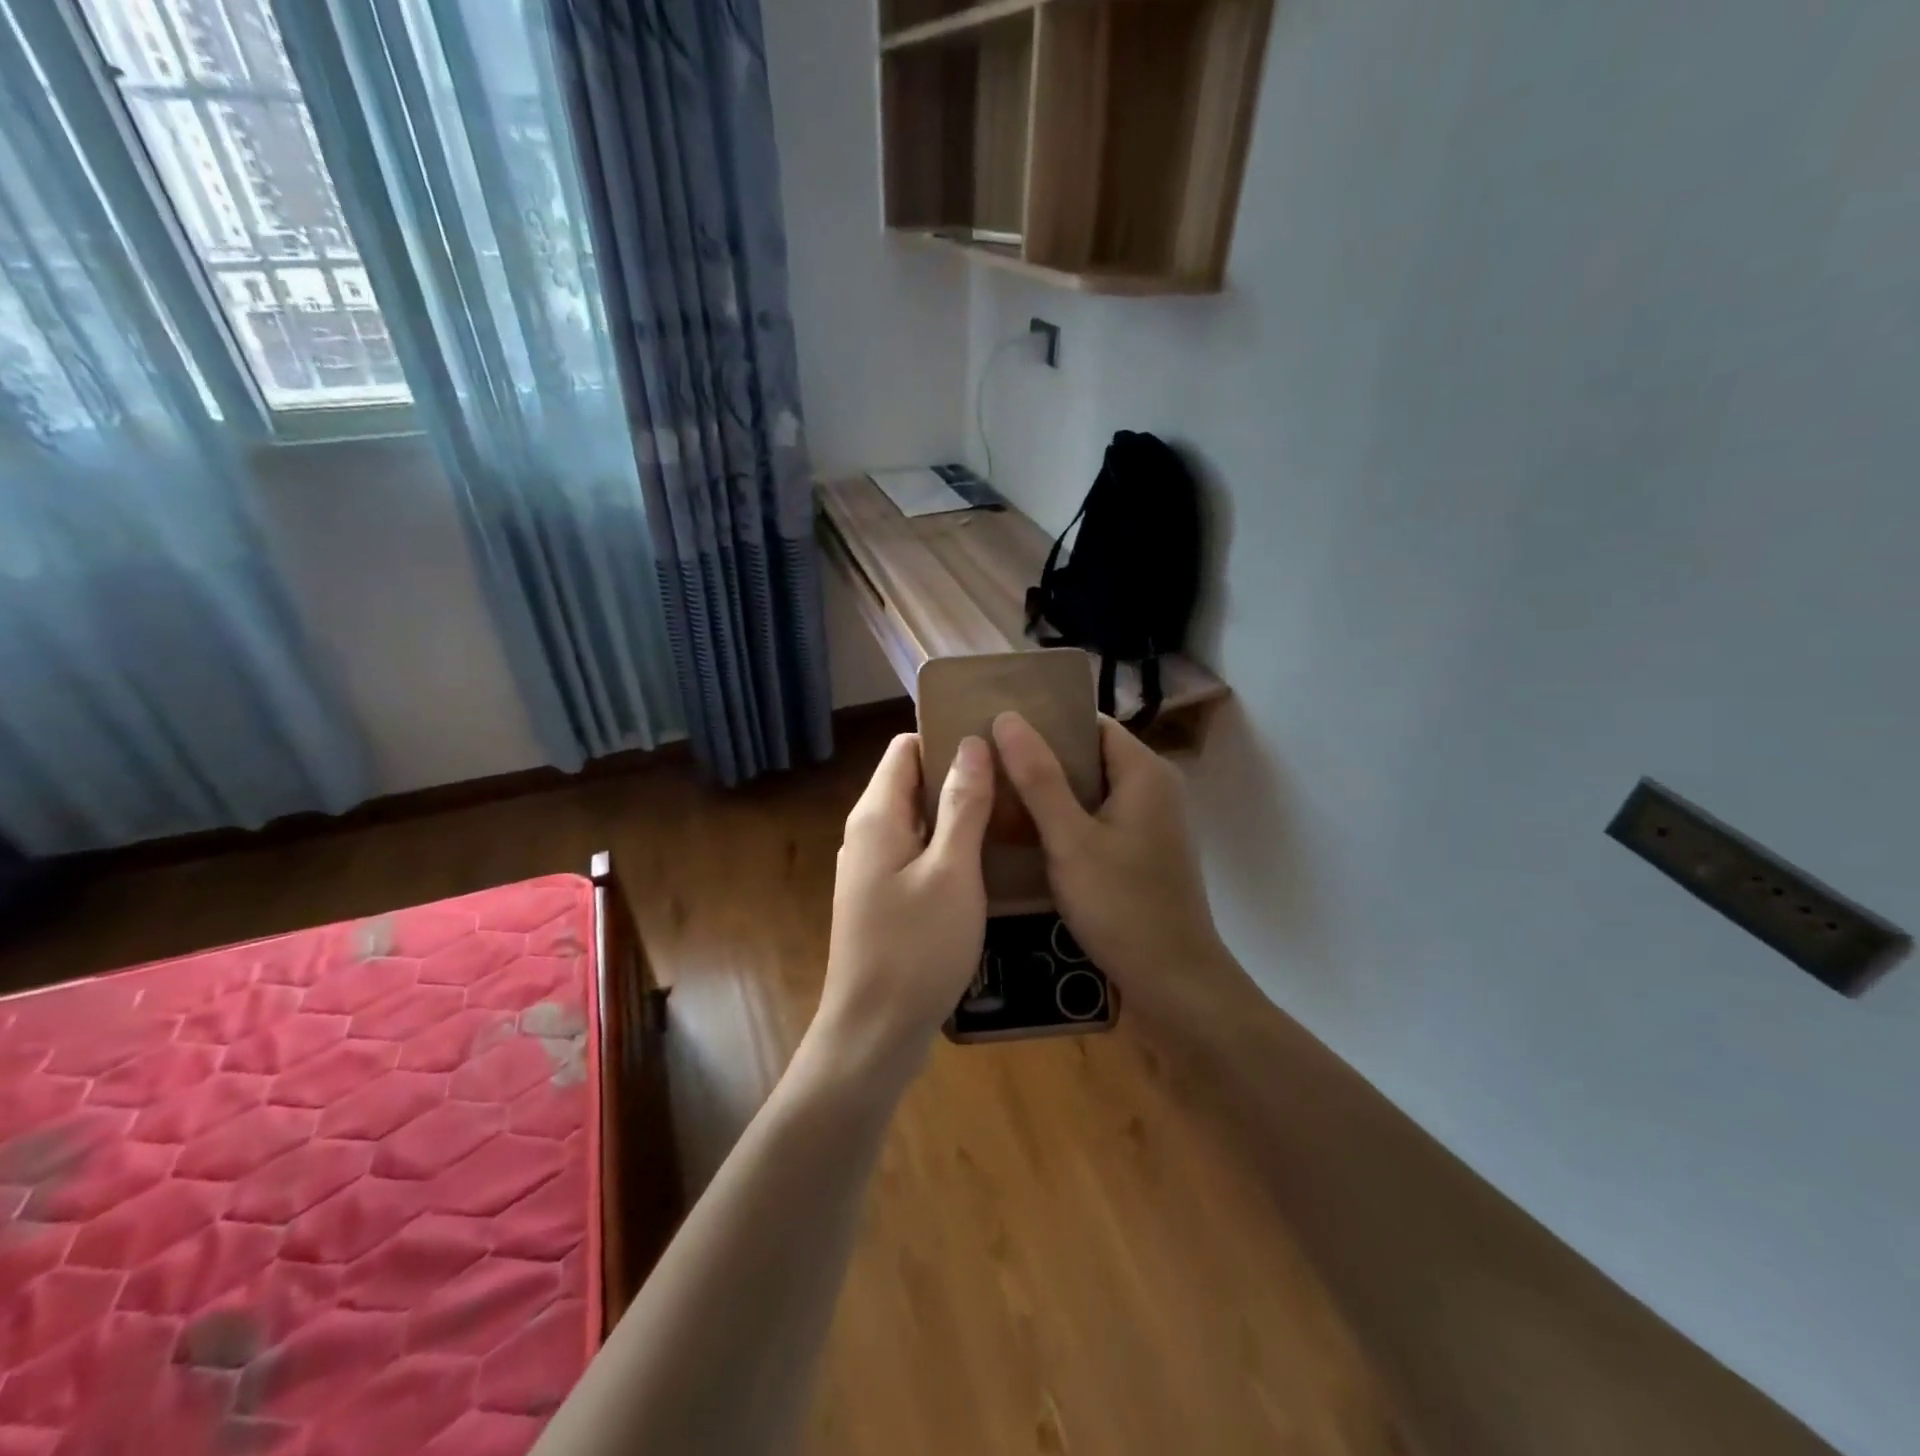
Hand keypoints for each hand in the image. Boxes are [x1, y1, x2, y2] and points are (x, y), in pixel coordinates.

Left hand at [806, 732, 992, 1090]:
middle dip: (960, 774)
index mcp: (876, 816)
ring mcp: (874, 869)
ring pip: (919, 820)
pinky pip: (919, 854)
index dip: (947, 737)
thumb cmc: (915, 948)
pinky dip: (950, 846)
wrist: (874, 1033)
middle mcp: (868, 833)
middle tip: (1016, 776)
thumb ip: (962, 804)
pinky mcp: (885, 899)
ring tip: (1012, 811)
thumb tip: (972, 743)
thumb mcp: (951, 871)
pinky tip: (988, 858)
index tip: (996, 740)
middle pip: (913, 782)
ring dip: (959, 812)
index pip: (906, 748)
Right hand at [992, 712, 1228, 993]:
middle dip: (1042, 757)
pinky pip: (1098, 817)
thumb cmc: (1122, 905)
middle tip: (988, 762)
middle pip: (1090, 754)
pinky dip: (1067, 818)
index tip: (998, 727)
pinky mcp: (1143, 850)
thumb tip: (1007, 718)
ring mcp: (1151, 821)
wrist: (1174, 981)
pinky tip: (1029, 832)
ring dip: (1051, 790)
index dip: (1046, 720)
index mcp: (1144, 772)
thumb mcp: (1070, 840)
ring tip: (998, 792)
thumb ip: (1038, 778)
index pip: (1090, 723)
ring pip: (1092, 789)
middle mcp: (1154, 787)